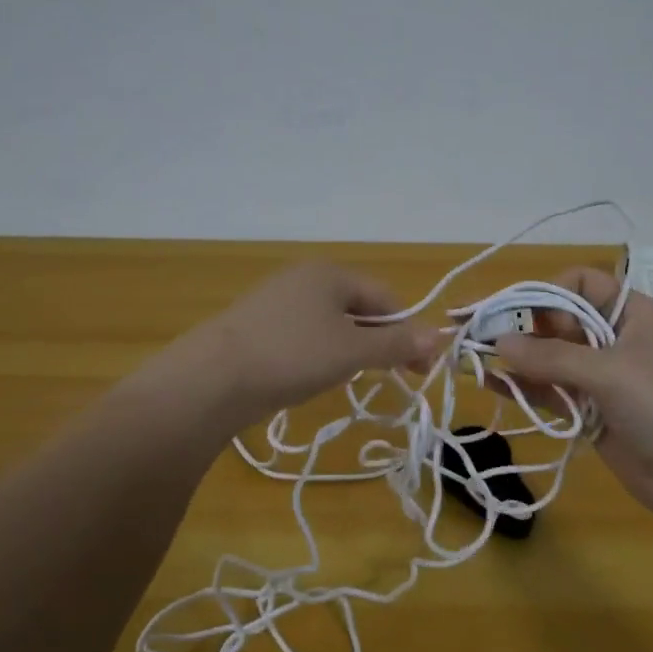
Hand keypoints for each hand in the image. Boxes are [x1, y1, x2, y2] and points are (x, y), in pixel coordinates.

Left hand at [177, 264, 438, 429]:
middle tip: (395, 376)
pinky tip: (314, 376)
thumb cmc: (293, 355)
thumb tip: (439, 336)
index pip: (386, 298)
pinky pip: (304, 335)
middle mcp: (303, 278)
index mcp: (330, 273)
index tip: (421, 369)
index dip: (409, 332)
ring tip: (354, 378)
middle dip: (381, 341)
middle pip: (358, 308)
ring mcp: (276, 301)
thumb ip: (397, 344)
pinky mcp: (257, 326)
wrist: (213, 378)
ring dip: (352, 349)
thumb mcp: (353, 350)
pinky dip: (320, 354)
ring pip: (330, 324)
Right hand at [494, 268, 652, 517]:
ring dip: (516, 359)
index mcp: (631, 313)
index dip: (548, 293)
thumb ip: (551, 356)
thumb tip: (499, 340)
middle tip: (478, 335)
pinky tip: (491, 383)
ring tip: (471, 357)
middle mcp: (614, 340)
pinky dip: (523, 388)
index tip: (517, 314)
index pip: (582, 284)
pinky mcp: (590, 413)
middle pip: (560, 322)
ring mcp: (602, 379)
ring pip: (550, 359)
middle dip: (521, 326)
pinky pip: (551, 393)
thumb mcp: (610, 371)